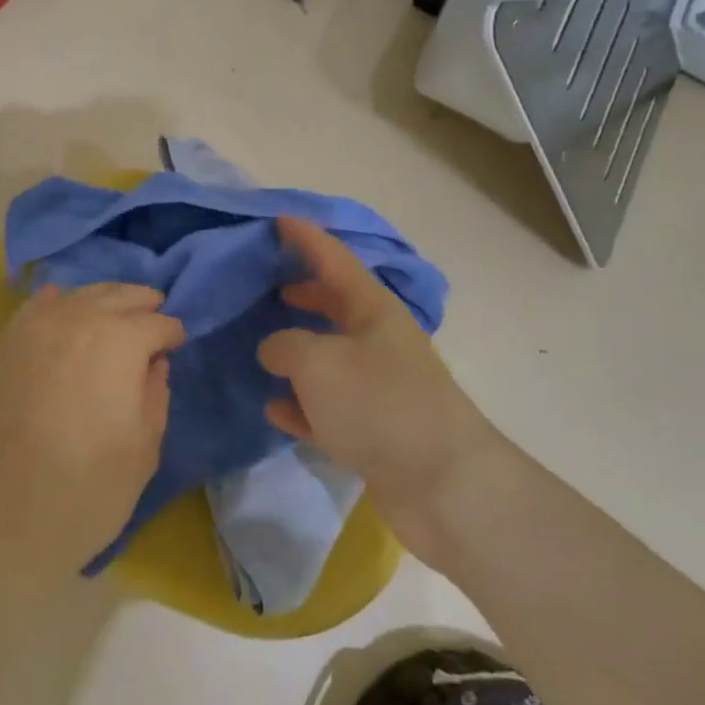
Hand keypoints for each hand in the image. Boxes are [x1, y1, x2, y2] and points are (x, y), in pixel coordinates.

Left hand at [0, 283, 184, 579]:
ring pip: (78, 295)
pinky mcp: (3, 345)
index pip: (157, 324)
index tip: (176, 344)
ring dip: (103, 300)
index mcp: (121, 342)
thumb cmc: (86, 490)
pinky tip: (63, 306)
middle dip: (141, 304)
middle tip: (153, 318)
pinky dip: (57, 302)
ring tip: (115, 314)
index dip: (172, 334)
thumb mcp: (143, 450)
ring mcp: (34, 328)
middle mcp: (78, 319)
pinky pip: (35, 308)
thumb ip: (155, 396)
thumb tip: (154, 365)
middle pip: (118, 296)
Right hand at [257, 217, 491, 568]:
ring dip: (298, 351)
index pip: (334, 259)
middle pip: (335, 305)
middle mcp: (377, 342)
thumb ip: (284, 345)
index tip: (280, 219)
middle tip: (267, 282)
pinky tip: (274, 408)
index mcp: (372, 310)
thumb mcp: (317, 361)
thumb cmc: (379, 404)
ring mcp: (377, 388)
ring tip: (261, 345)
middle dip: (304, 291)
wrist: (443, 485)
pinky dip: (301, 405)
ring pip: (328, 358)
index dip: (307, 238)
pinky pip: (326, 408)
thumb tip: (274, 349)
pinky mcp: (373, 431)